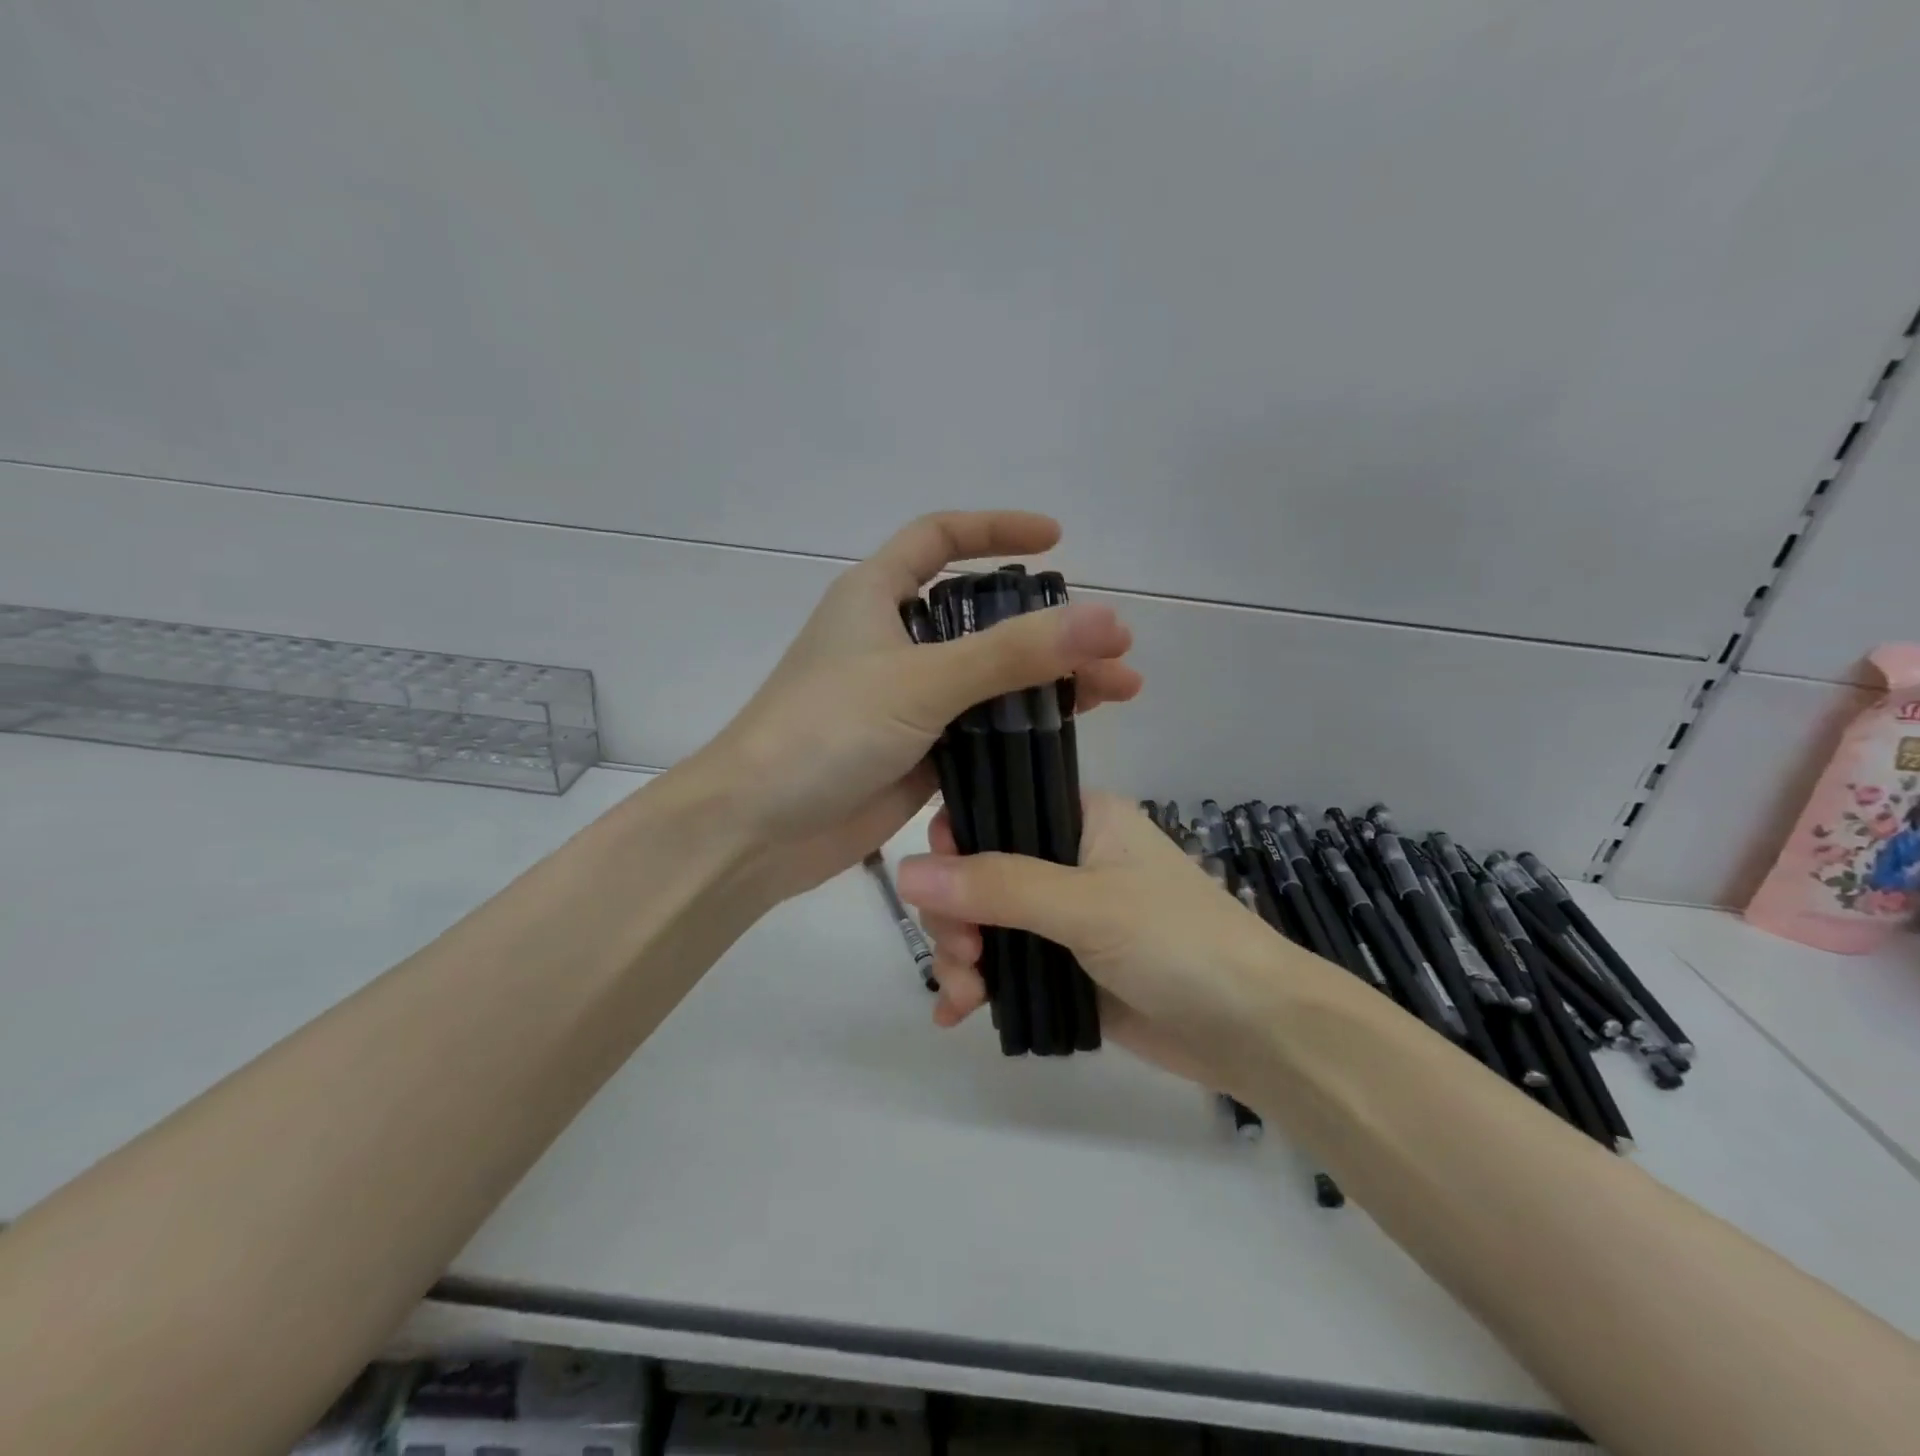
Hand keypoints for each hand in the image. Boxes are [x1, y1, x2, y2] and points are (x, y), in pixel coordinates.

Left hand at [684, 512, 1142, 903]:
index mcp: (876, 597)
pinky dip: (1021, 729)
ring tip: (1115, 693)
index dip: (995, 530)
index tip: (1056, 540)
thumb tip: (1108, 620)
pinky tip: (1069, 735)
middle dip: (1046, 626)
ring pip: (987, 679)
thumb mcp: (921, 681)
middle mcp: (892, 643)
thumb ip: (1013, 653)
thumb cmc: (824, 732)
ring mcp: (906, 702)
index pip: (938, 538)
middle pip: (980, 618)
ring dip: (1047, 682)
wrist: (758, 831)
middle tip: (1111, 646)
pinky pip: (979, 730)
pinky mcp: (917, 754)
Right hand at [896, 792, 1334, 1098]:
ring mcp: (1065, 917)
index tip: (935, 887)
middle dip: (956, 916)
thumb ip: (998, 886)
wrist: (1256, 1030)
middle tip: (964, 957)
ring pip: (987, 923)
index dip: (955, 843)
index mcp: (1080, 818)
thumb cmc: (1178, 942)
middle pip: (980, 873)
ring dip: (962, 957)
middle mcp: (1068, 859)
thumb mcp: (1086, 905)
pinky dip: (979, 987)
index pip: (996, 809)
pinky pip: (1006, 966)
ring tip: (965, 998)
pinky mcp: (1066, 966)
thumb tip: (905, 871)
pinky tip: (956, 1014)